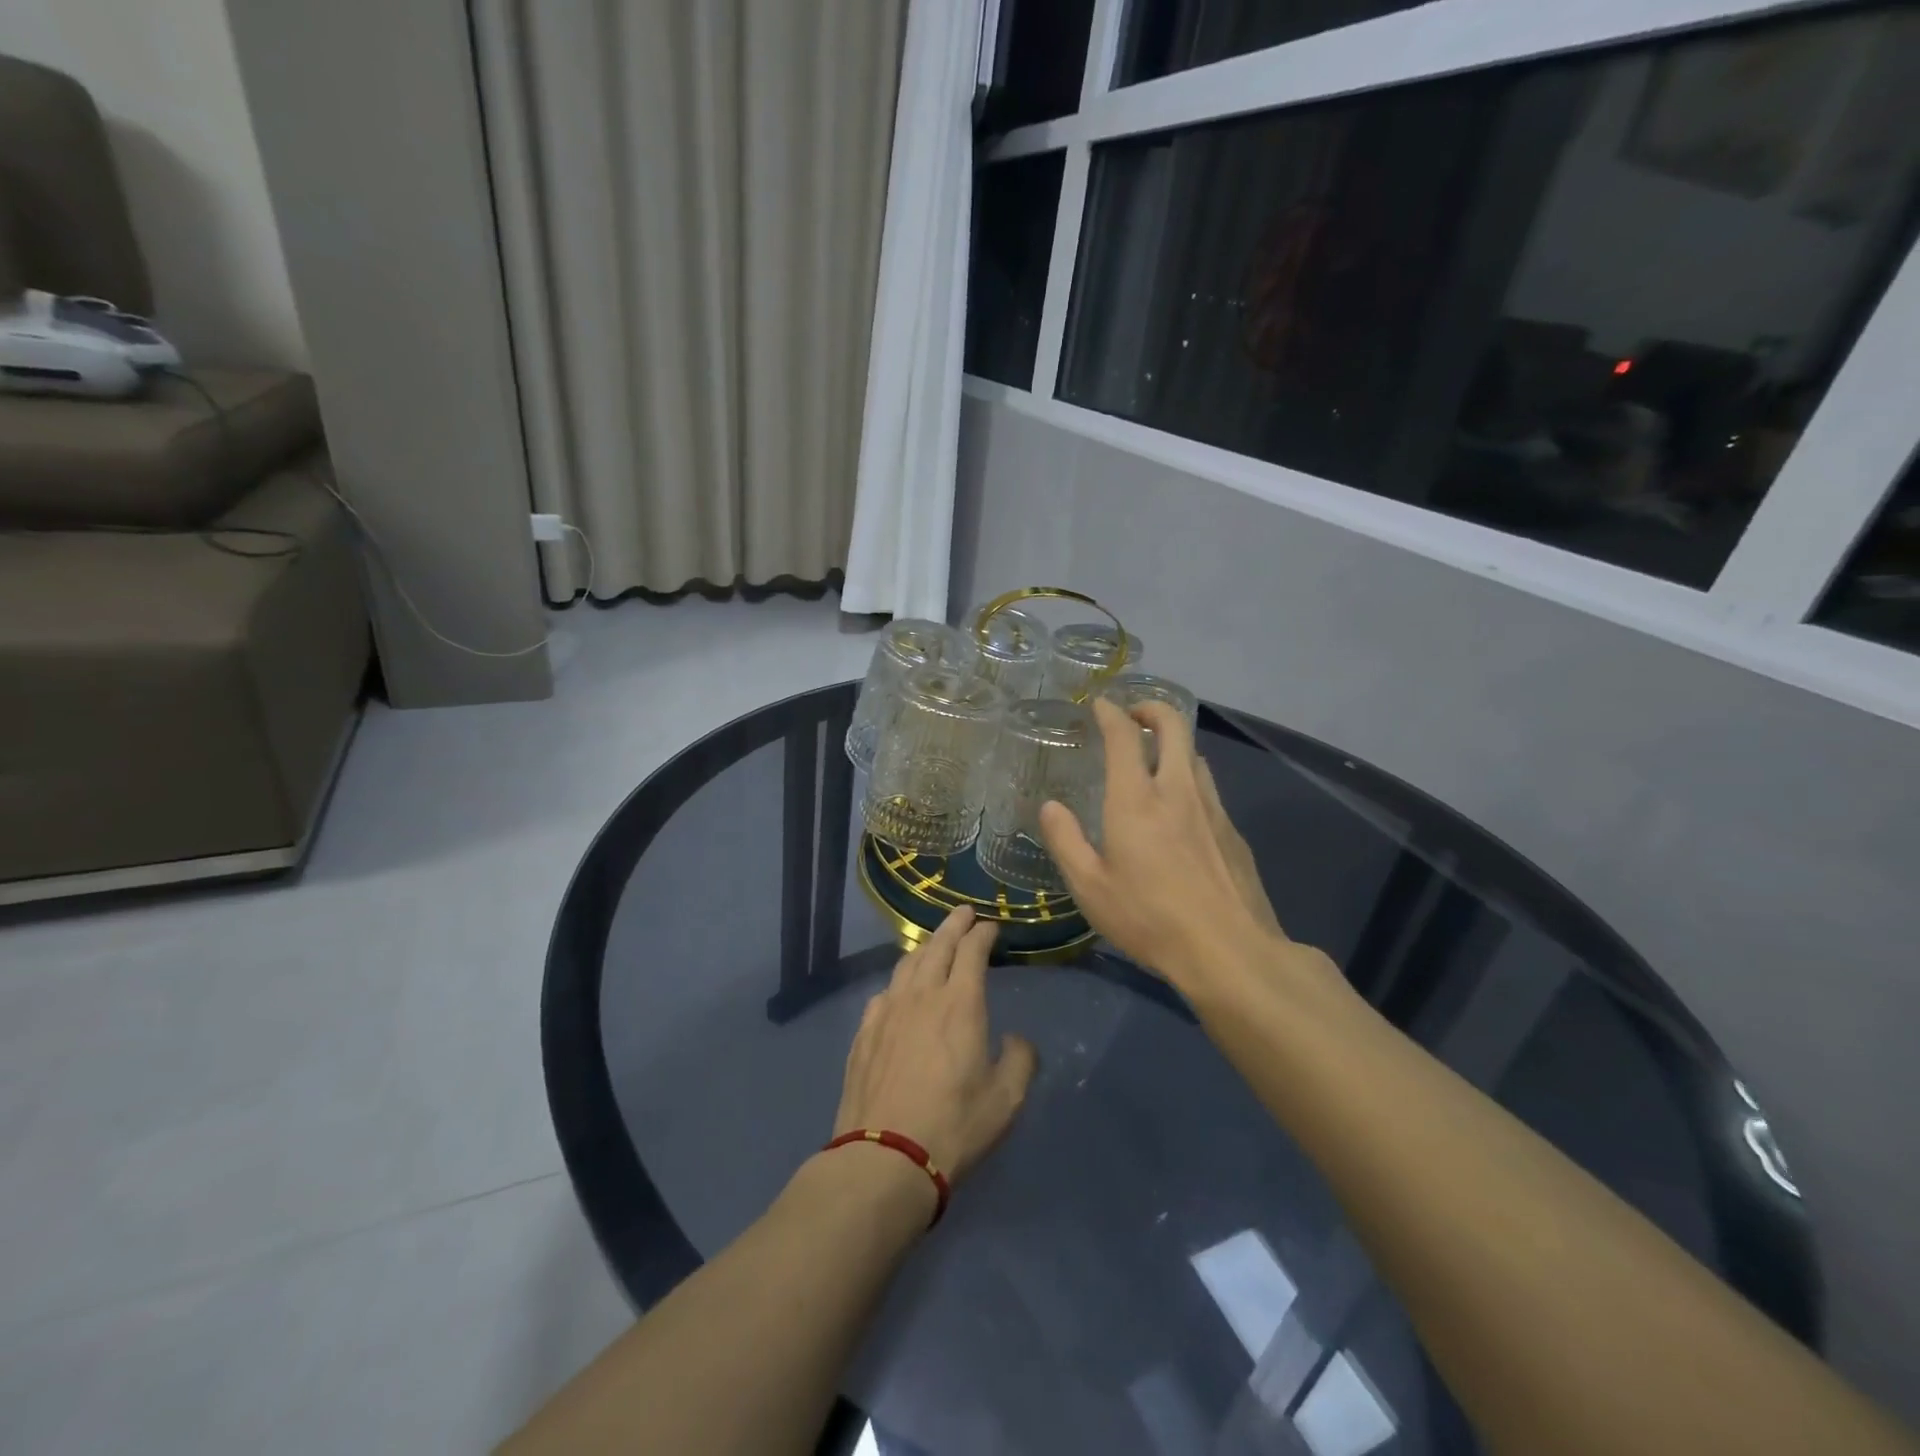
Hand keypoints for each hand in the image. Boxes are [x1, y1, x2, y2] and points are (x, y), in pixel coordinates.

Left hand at [833, 908, 1037, 1187]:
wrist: (884, 1158)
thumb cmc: (953, 1127)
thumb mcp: (1006, 1100)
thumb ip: (1020, 1060)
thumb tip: (1016, 1039)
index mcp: (960, 1004)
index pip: (972, 951)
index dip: (982, 934)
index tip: (990, 926)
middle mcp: (922, 996)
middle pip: (937, 946)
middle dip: (953, 926)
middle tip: (963, 913)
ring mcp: (887, 1012)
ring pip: (906, 965)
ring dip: (925, 947)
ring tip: (934, 944)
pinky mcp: (864, 1033)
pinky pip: (883, 993)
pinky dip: (898, 981)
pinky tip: (899, 990)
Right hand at [1039, 698, 1303, 993]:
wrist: (1229, 950)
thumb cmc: (1149, 918)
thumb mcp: (1089, 887)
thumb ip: (1065, 841)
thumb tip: (1051, 807)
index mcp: (1136, 799)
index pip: (1125, 736)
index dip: (1111, 713)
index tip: (1101, 705)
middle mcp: (1177, 790)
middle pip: (1174, 726)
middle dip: (1151, 709)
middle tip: (1133, 716)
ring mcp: (1212, 809)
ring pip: (1195, 755)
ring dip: (1173, 743)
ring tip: (1156, 758)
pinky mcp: (1233, 832)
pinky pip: (1208, 787)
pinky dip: (1190, 778)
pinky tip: (1181, 809)